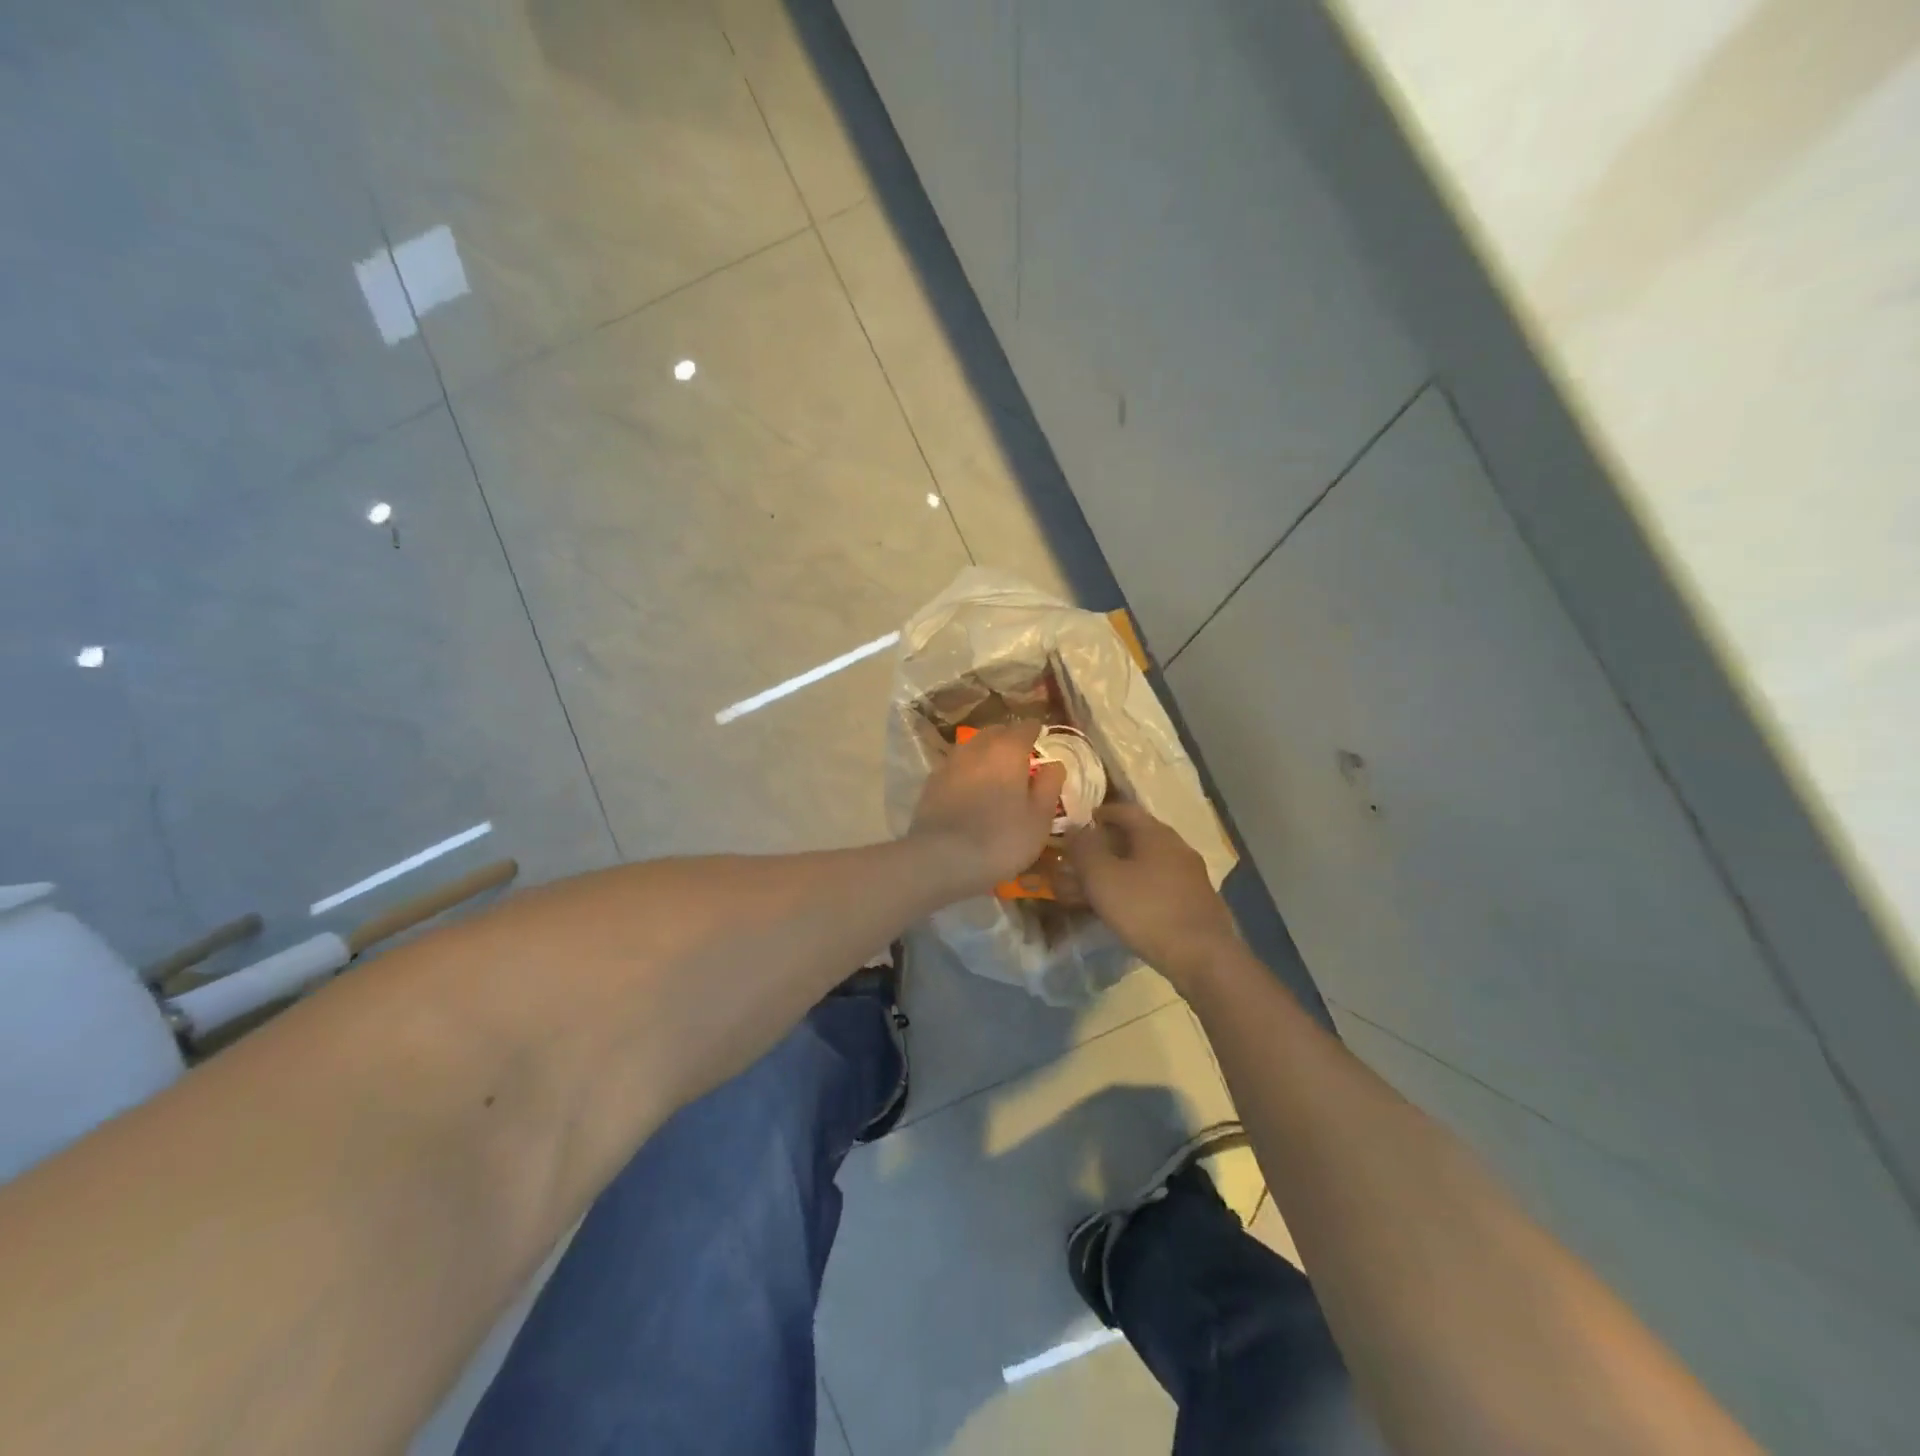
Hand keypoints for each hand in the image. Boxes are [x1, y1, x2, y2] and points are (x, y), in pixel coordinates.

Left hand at [909, 722, 1065, 897]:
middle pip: (995, 732)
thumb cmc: (1002, 838)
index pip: (1025, 727)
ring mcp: (950, 763)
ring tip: (994, 769)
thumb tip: (1054, 764)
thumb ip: (1049, 786)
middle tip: (1020, 754)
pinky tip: (970, 786)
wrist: (942, 858)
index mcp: (1008, 750)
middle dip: (1009, 738)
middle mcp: (977, 748)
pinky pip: (955, 766)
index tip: (1041, 736)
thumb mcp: (1039, 818)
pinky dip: (966, 770)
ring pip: (972, 746)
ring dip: (985, 752)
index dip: (1035, 731)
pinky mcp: (931, 782)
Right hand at [1064, 802, 1239, 988]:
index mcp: (1156, 833)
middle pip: (1138, 836)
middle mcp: (1177, 847)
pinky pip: (1160, 885)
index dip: (1100, 813)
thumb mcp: (1102, 877)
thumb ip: (1084, 848)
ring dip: (1124, 868)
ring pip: (1149, 862)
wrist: (1203, 957)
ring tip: (1101, 885)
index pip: (1124, 810)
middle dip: (1110, 843)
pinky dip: (1139, 887)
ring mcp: (1191, 875)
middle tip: (1085, 857)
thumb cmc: (1146, 910)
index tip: (1080, 822)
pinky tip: (1128, 907)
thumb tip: (1075, 827)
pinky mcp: (1197, 902)